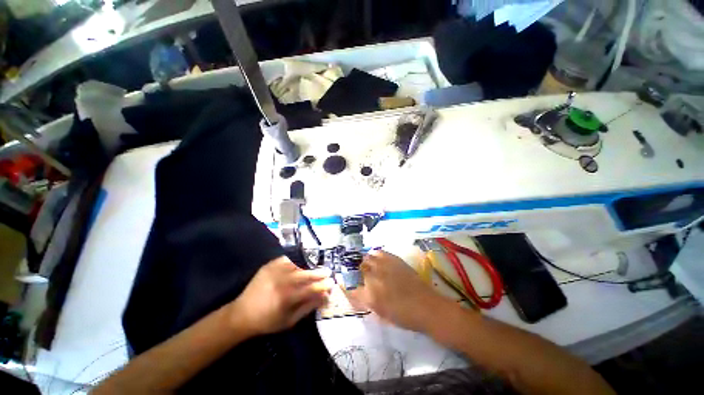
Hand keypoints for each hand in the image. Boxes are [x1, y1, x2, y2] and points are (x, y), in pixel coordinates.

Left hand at [230, 256, 332, 335]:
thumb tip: (325, 297)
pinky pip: (286, 259)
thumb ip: (308, 307)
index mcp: (286, 298)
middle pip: (306, 274)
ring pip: (297, 264)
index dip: (323, 285)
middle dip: (319, 273)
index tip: (331, 284)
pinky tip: (300, 262)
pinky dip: (295, 260)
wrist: (242, 314)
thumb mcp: (290, 320)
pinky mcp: (269, 265)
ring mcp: (274, 271)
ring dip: (309, 265)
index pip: (311, 288)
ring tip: (316, 267)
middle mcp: (281, 281)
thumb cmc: (268, 321)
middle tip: (328, 272)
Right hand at [348, 250, 451, 332]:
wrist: (427, 307)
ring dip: (364, 261)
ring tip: (366, 264)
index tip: (343, 282)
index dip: (345, 284)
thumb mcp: (381, 314)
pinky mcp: (394, 260)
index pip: (350, 287)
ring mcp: (384, 267)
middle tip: (358, 273)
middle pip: (357, 268)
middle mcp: (374, 278)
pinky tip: (376, 257)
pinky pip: (380, 252)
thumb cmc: (404, 316)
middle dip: (355, 270)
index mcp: (370, 296)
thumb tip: (358, 292)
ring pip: (367, 258)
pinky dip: (376, 254)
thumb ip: (367, 301)